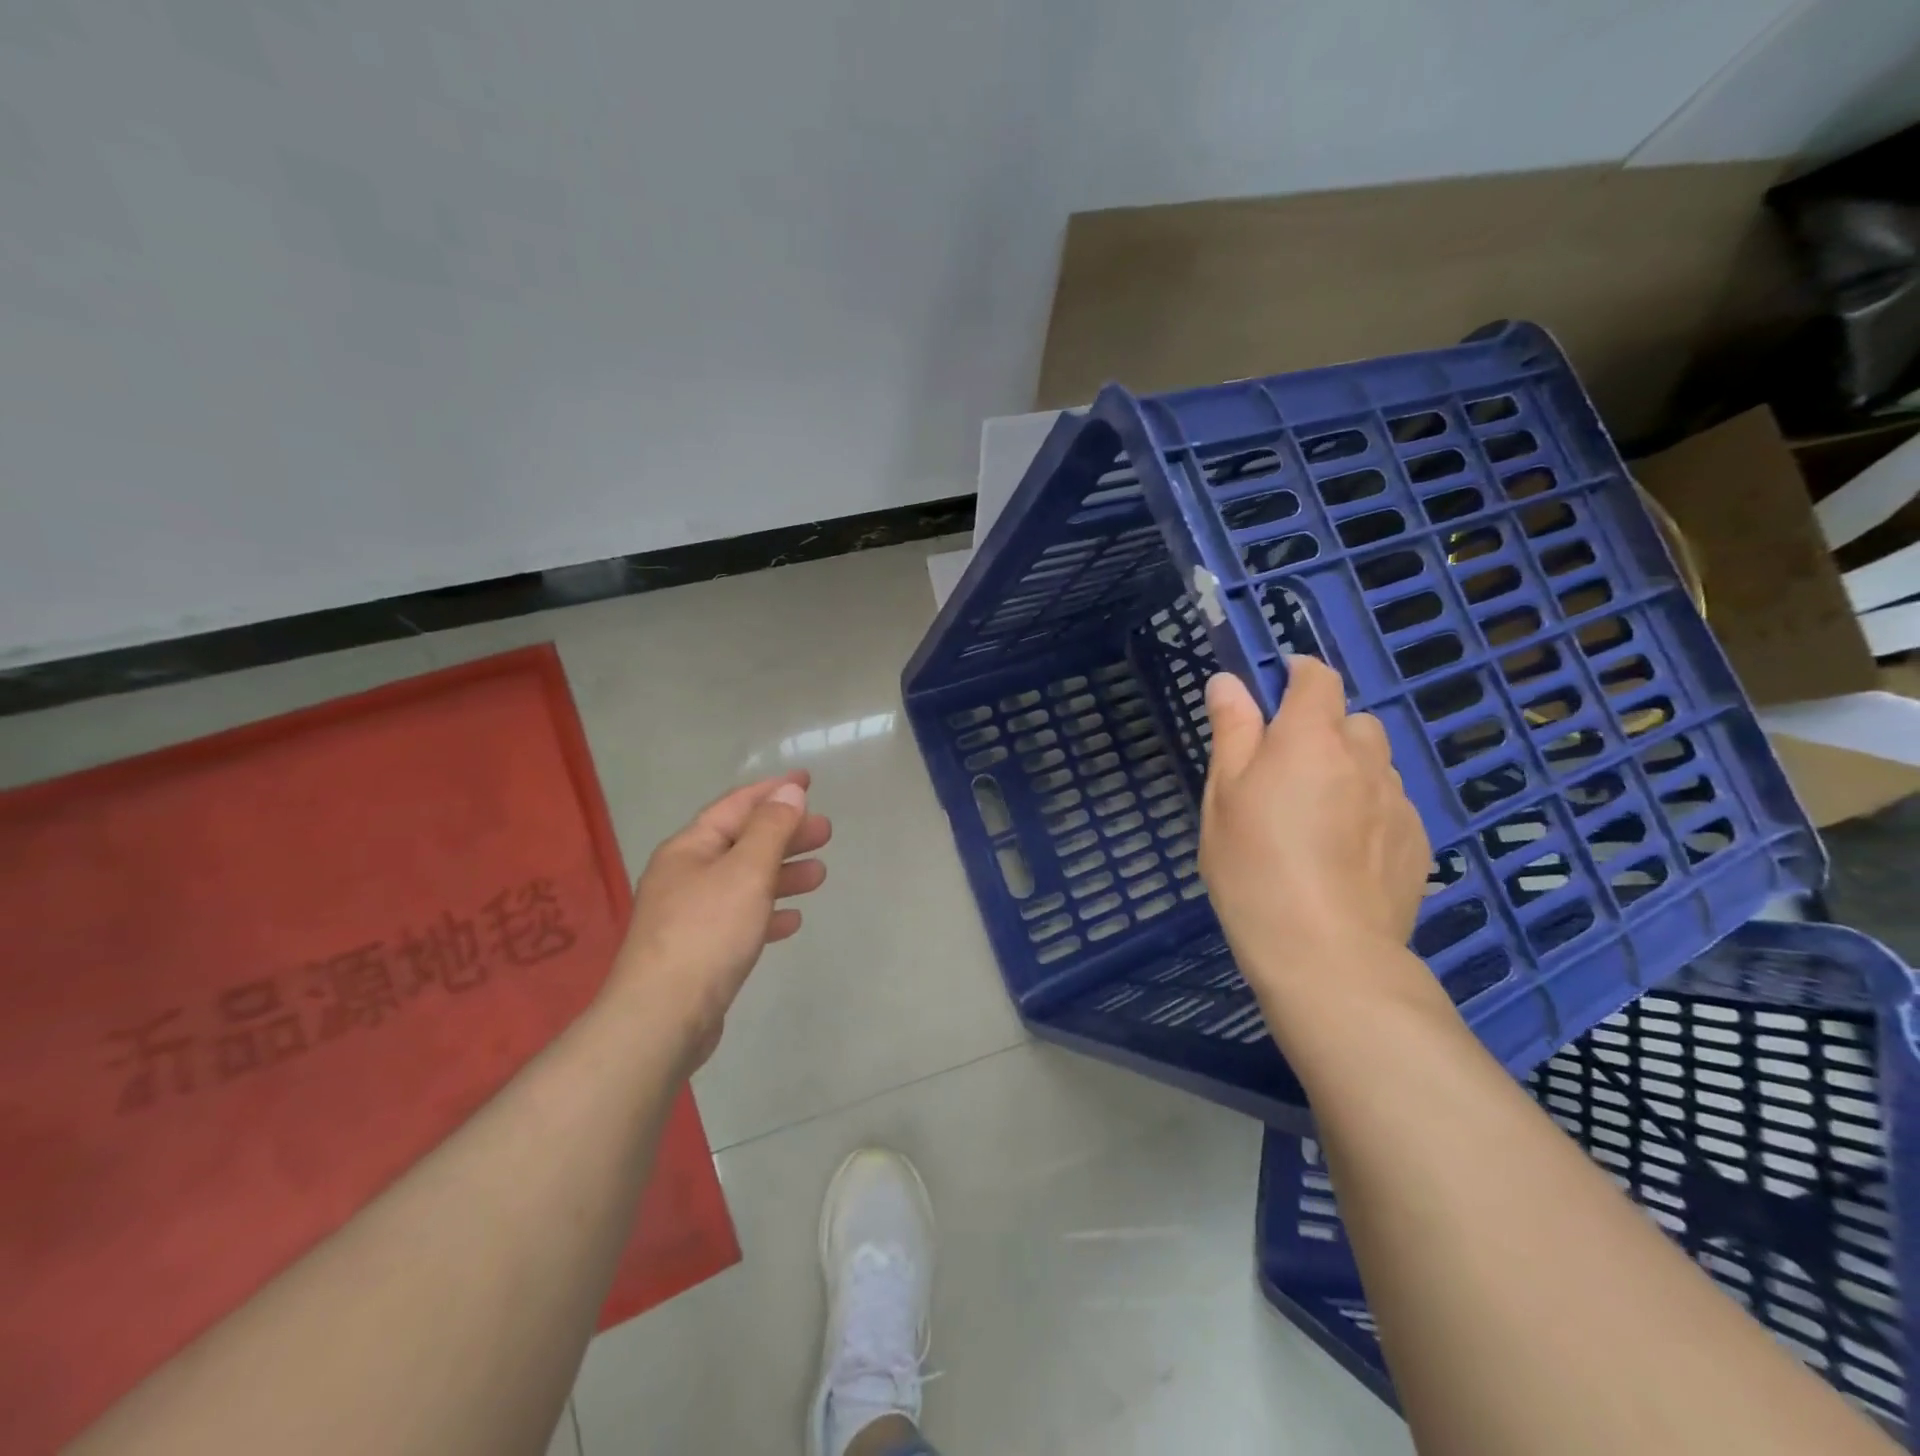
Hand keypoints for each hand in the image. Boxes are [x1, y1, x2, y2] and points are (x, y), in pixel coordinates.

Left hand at [606, 770, 831, 1068]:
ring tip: (821, 874)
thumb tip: (789, 791)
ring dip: (783, 874)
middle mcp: (685, 875)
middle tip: (826, 832)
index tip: (808, 781)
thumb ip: (772, 829)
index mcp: (689, 848)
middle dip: (785, 834)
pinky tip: (792, 921)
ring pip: (745, 882)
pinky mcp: (700, 952)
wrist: (662, 1018)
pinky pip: (741, 919)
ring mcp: (690, 915)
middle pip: (743, 843)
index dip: (773, 791)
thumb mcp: (746, 870)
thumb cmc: (708, 932)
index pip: (736, 806)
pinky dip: (768, 912)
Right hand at [1200, 658, 1430, 1003]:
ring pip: (1374, 765)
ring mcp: (1398, 801)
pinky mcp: (1419, 842)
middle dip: (1323, 731)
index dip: (1297, 674)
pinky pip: (1392, 805)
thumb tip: (1229, 681)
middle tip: (1287, 773)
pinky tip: (1344, 854)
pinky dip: (1369, 811)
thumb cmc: (1254, 866)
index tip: (1275, 691)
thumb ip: (1232, 732)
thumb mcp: (1223, 796)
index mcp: (1310, 738)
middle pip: (1352, 720)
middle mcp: (1364, 758)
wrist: (1325, 952)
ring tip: (1317, 819)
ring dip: (1349, 771)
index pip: (1317, 678)